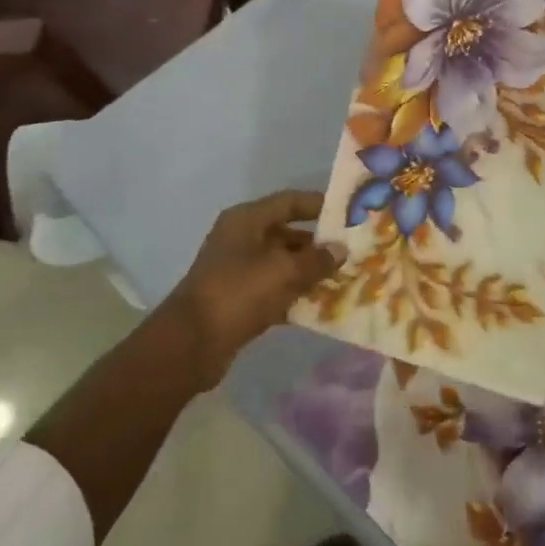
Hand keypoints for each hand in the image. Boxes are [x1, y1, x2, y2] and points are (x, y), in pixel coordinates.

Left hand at [164, 190, 344, 388]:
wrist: (192, 344)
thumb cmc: (239, 292)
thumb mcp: (284, 271)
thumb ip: (317, 259)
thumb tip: (341, 249)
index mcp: (247, 220)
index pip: (290, 202)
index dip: (319, 205)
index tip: (348, 214)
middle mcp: (241, 239)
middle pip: (287, 234)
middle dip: (319, 244)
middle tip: (352, 253)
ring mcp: (238, 270)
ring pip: (282, 264)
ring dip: (309, 272)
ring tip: (343, 280)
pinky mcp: (238, 299)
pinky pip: (274, 290)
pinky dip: (295, 295)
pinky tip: (321, 306)